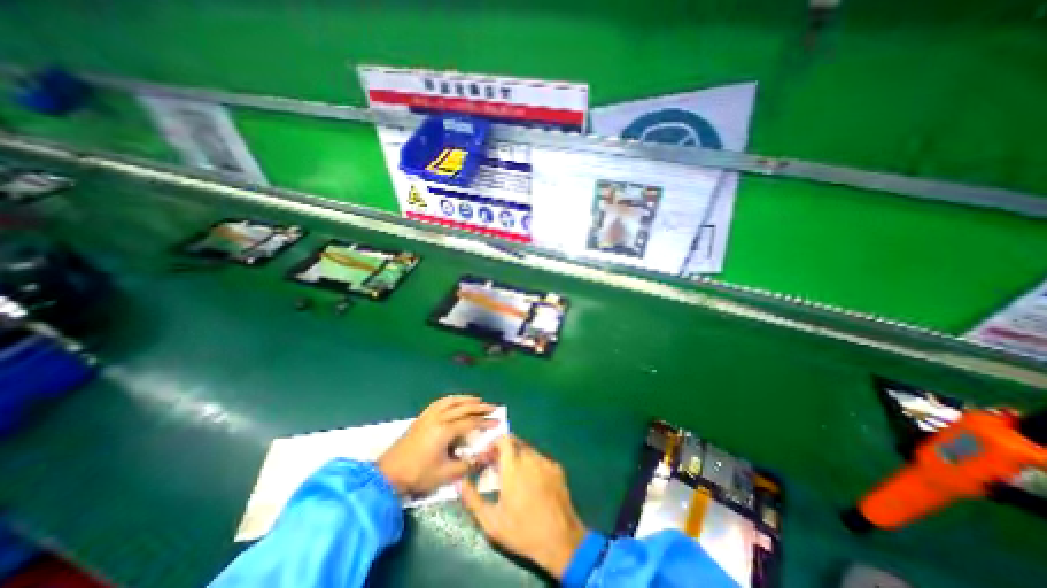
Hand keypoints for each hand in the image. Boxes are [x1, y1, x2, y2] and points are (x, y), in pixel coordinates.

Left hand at [379, 395, 495, 494]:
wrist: (389, 474)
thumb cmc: (418, 475)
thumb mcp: (447, 474)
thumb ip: (469, 464)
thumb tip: (487, 456)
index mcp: (445, 430)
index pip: (471, 422)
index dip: (485, 422)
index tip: (497, 422)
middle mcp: (438, 418)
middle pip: (463, 408)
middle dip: (480, 407)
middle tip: (493, 407)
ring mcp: (429, 415)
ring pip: (452, 401)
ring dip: (466, 399)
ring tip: (478, 400)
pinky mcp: (422, 417)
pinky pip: (440, 402)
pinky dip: (452, 399)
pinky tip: (456, 400)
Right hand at [458, 436, 584, 578]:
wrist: (560, 539)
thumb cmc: (522, 530)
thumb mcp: (491, 521)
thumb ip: (473, 500)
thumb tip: (461, 483)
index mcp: (513, 465)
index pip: (503, 439)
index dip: (494, 443)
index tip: (487, 456)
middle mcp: (530, 457)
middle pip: (515, 442)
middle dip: (505, 450)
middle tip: (498, 466)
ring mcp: (545, 461)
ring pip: (528, 449)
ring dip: (518, 456)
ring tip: (515, 476)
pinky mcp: (557, 468)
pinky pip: (541, 459)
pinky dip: (533, 464)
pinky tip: (532, 482)